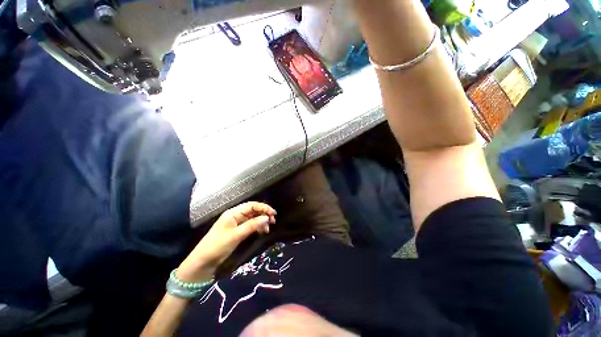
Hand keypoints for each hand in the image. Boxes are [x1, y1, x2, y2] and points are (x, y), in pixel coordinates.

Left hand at [177, 202, 276, 282]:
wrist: (202, 263)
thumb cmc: (217, 246)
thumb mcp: (236, 235)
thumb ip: (252, 225)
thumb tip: (267, 217)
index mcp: (233, 213)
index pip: (251, 205)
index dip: (263, 207)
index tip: (273, 213)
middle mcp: (235, 216)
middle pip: (253, 211)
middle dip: (264, 214)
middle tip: (273, 221)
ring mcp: (236, 224)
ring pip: (253, 219)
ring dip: (261, 222)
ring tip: (268, 229)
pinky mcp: (237, 232)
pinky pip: (250, 226)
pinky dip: (257, 228)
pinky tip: (262, 232)